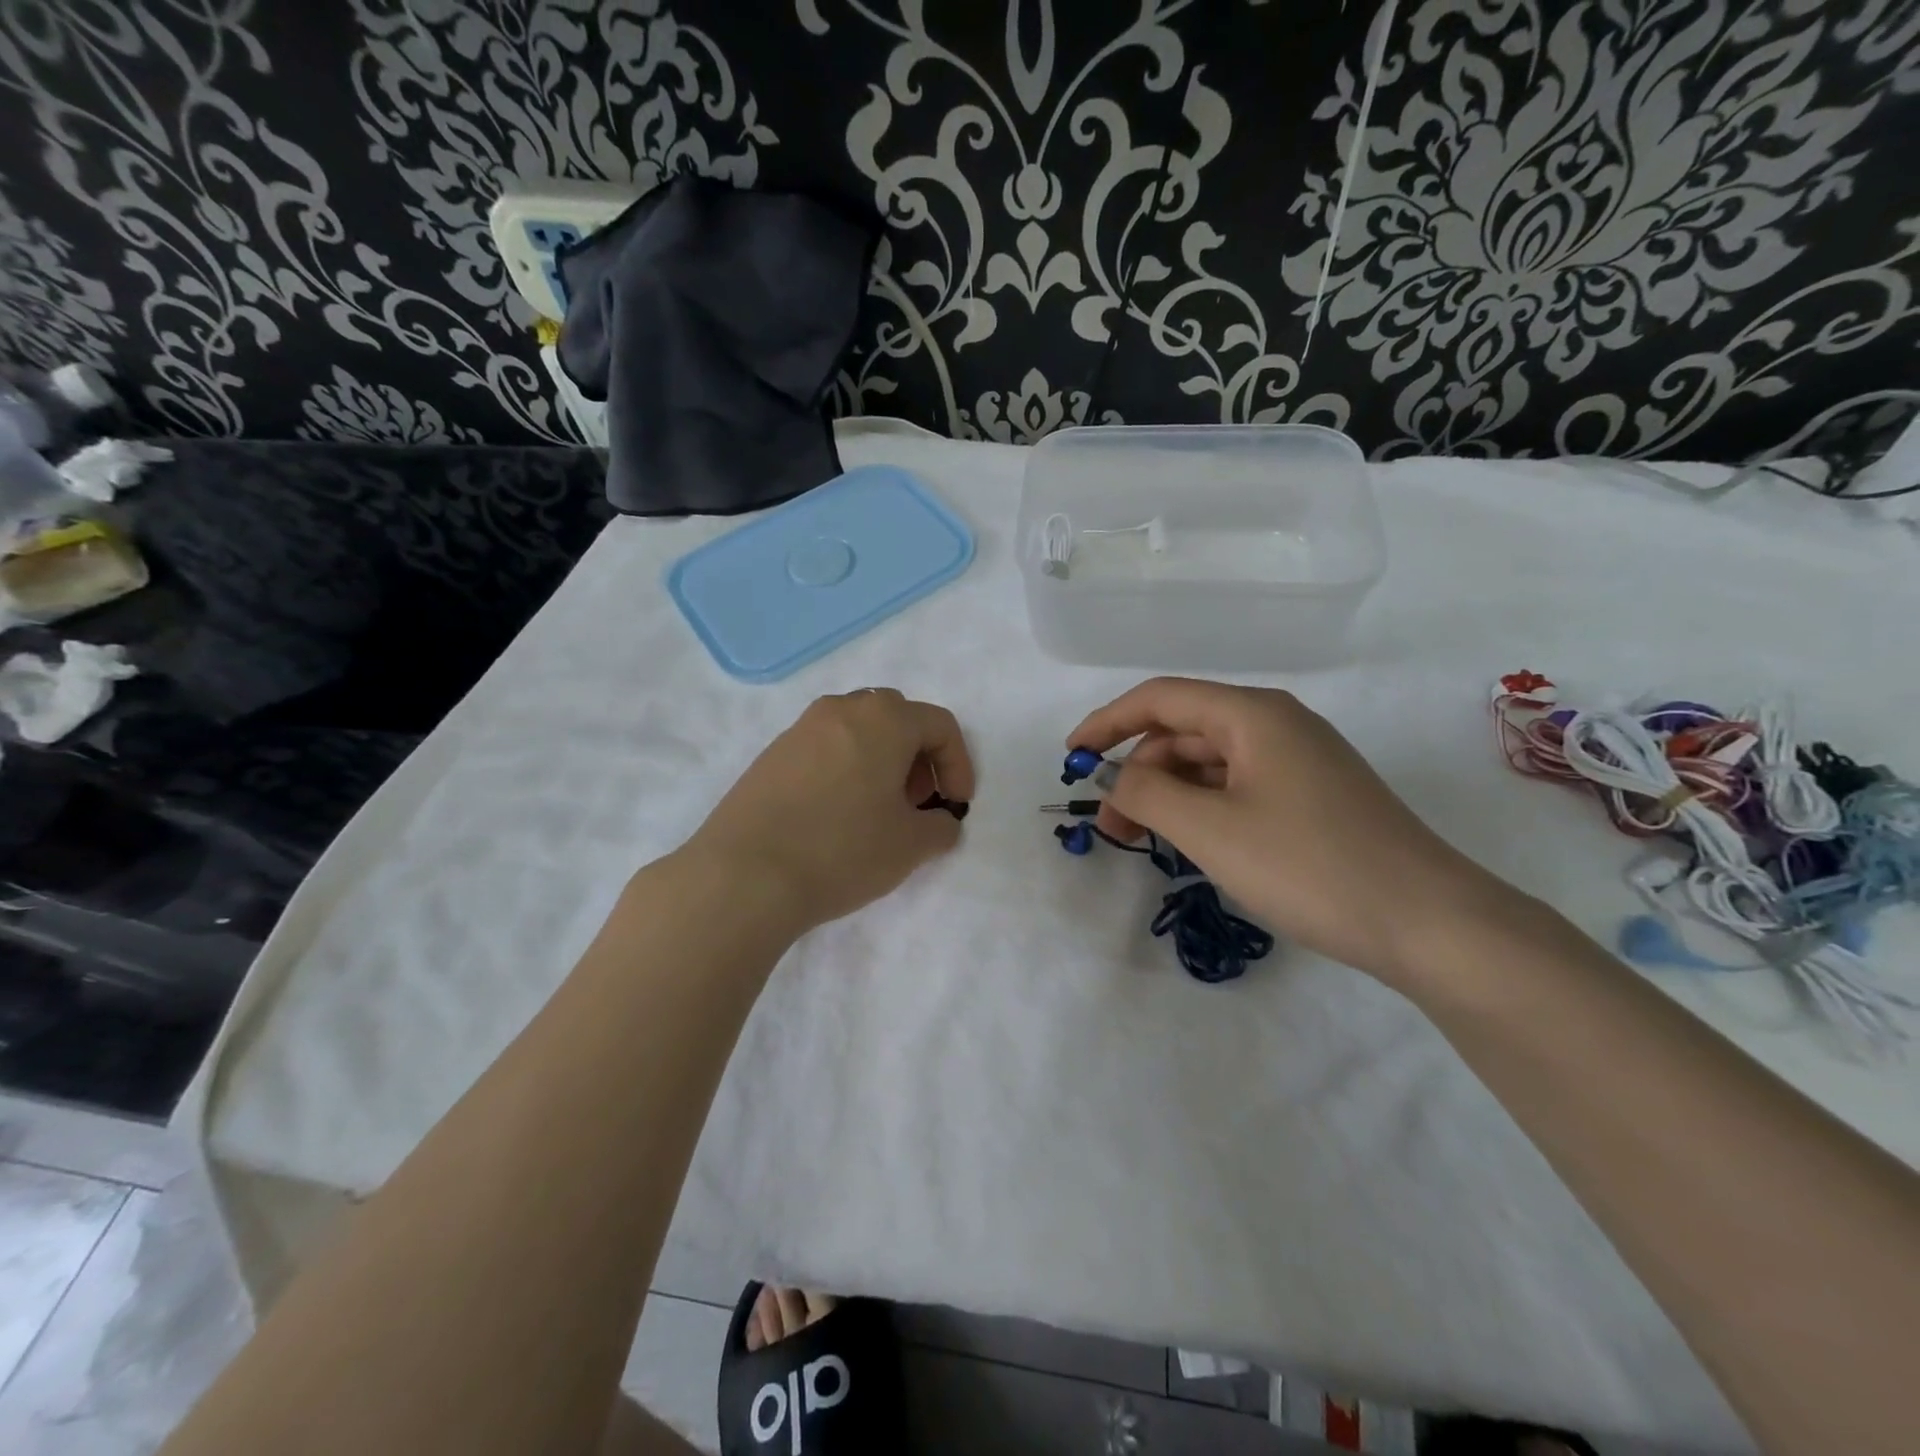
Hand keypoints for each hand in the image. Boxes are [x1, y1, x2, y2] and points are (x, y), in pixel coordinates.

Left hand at [687, 689, 973, 932]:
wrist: (744, 875)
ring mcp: (800, 729)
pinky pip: (824, 748)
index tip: (956, 806)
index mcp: (883, 719)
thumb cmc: (842, 850)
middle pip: (897, 717)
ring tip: (879, 808)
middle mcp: (841, 710)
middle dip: (918, 756)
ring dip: (881, 760)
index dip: (959, 764)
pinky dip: (846, 768)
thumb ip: (941, 827)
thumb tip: (940, 822)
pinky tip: (837, 814)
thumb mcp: (911, 845)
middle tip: (918, 801)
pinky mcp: (771, 755)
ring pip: (857, 730)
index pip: (940, 725)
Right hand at [1068, 678, 1515, 984]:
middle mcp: (1276, 725)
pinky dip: (1202, 808)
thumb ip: (1146, 792)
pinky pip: (1237, 787)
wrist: (1428, 922)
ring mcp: (1299, 761)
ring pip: (1210, 763)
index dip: (1106, 723)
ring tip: (1143, 840)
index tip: (1069, 758)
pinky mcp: (1312, 796)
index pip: (1159, 698)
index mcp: (1252, 714)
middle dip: (1136, 771)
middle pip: (1183, 732)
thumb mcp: (1210, 829)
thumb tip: (1118, 778)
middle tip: (1111, 825)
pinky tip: (1192, 843)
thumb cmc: (1308, 866)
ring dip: (1167, 794)